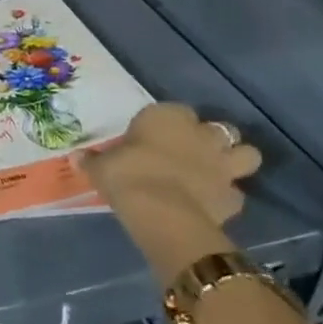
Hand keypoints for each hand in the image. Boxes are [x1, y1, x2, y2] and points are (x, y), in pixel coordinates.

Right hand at [79, 103, 261, 279]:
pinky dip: (227, 197)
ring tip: (217, 172)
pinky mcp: (233, 197)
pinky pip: (235, 193)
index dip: (168, 124)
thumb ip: (93, 161)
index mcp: (167, 117)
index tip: (154, 137)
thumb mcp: (101, 167)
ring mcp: (222, 165)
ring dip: (235, 161)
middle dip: (211, 139)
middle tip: (192, 152)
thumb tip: (75, 158)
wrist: (162, 212)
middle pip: (218, 129)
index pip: (175, 111)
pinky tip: (211, 203)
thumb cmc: (127, 176)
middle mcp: (201, 134)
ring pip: (247, 154)